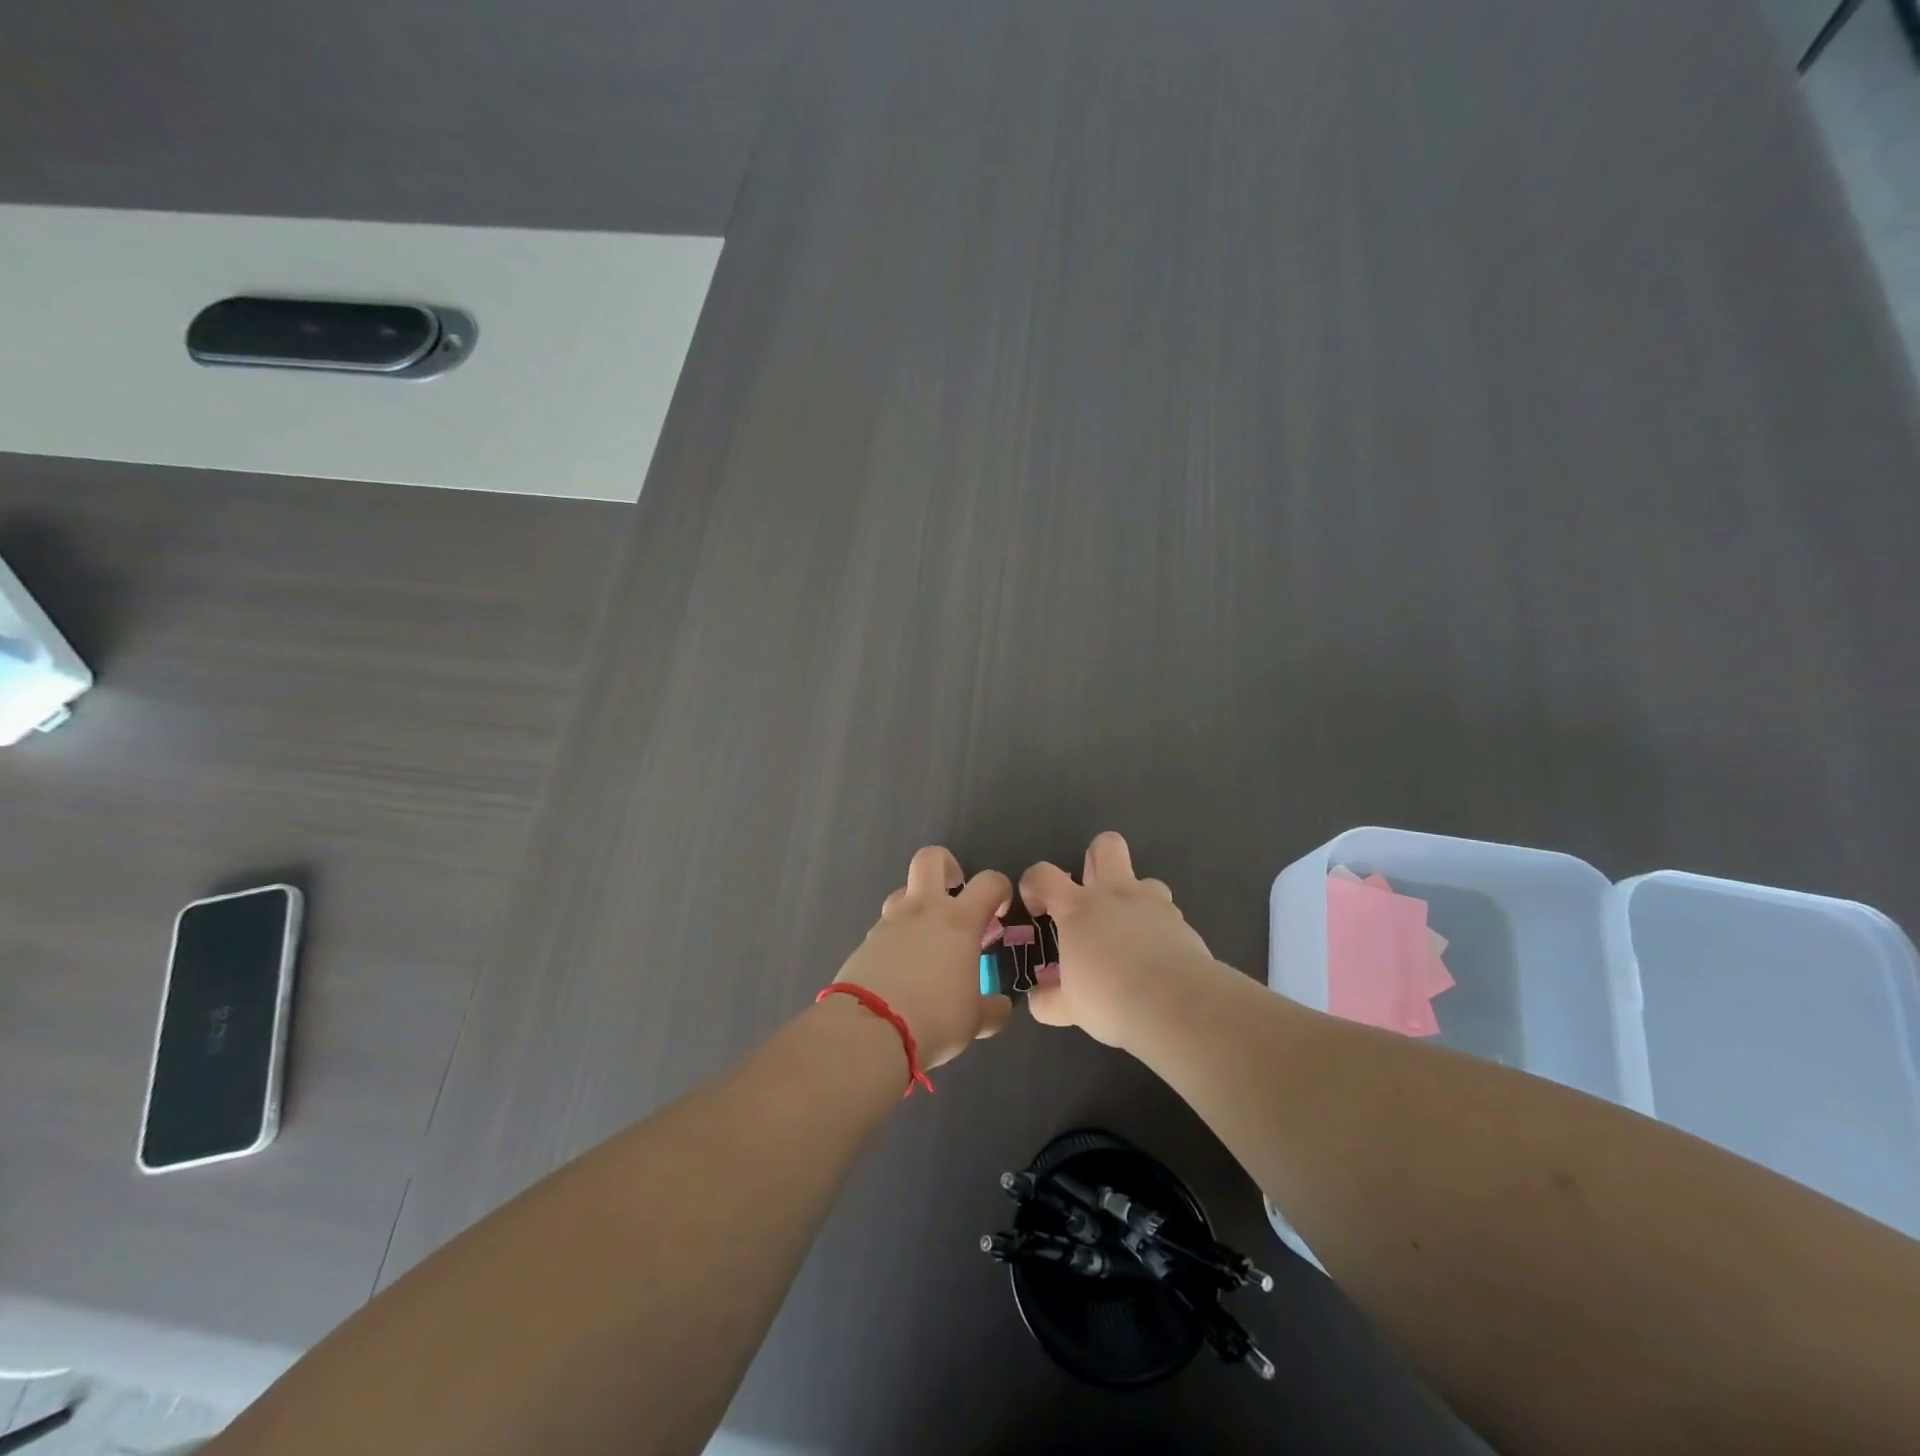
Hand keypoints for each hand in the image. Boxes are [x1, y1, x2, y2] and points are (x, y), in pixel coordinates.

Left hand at [830, 846, 1013, 1069]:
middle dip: (947, 866)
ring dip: (918, 906)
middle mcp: (924, 910)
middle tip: (954, 892)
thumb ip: (991, 1009)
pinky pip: (885, 927)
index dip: (1000, 889)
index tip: (1000, 911)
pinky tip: (902, 969)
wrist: (869, 1028)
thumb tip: (1001, 1007)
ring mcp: (890, 922)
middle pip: (931, 858)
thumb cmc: (935, 1017)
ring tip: (927, 940)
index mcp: (959, 921)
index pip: (989, 882)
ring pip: (903, 892)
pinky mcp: (865, 941)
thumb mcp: (974, 1020)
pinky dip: (897, 939)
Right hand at [1021, 831, 1218, 1049]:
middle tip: (1090, 892)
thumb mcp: (1070, 1007)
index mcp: (1079, 908)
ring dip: (1134, 898)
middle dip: (1096, 858)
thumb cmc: (1110, 998)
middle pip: (1106, 846)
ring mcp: (1154, 904)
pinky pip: (1166, 915)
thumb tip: (1037, 999)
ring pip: (1145, 880)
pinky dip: (1157, 930)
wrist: (1177, 1005)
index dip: (1034, 884)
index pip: (1044, 874)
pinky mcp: (1183, 923)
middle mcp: (1115, 894)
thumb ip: (1049, 999)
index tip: (1038, 909)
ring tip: (1129, 932)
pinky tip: (1156, 959)